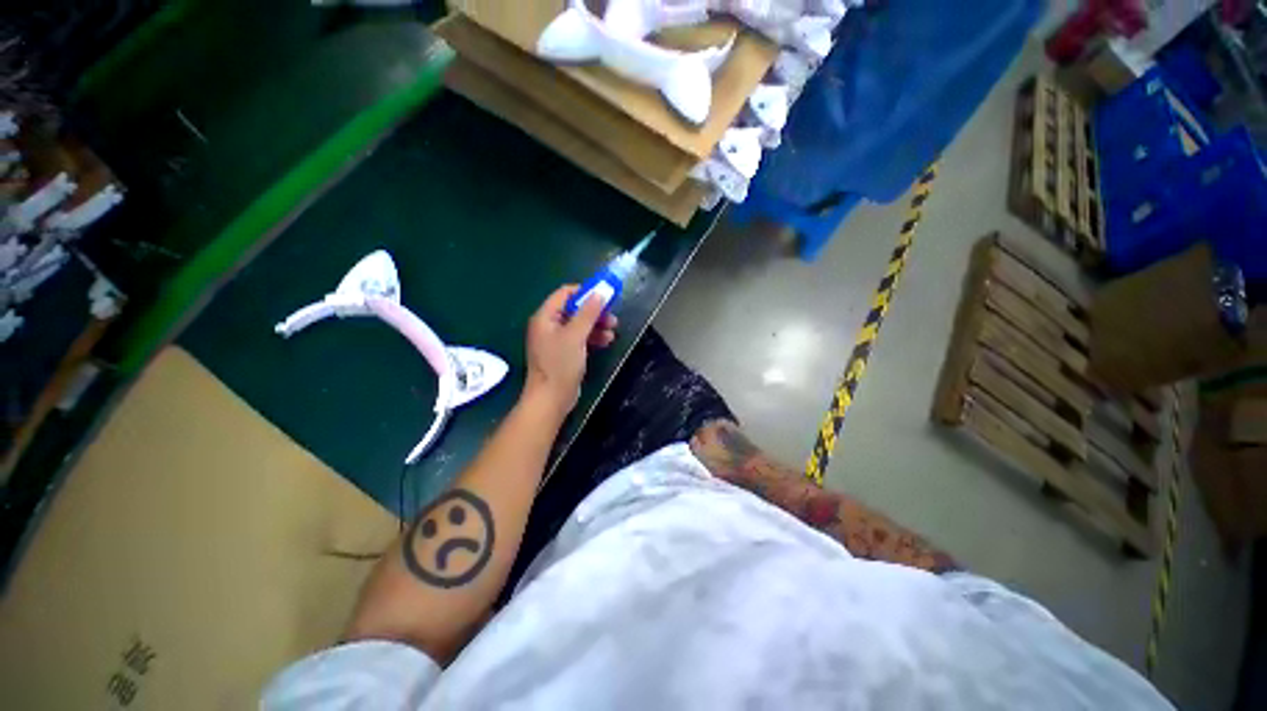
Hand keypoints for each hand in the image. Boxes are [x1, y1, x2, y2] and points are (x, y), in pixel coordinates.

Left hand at [523, 285, 617, 414]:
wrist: (551, 398)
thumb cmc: (560, 364)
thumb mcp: (576, 336)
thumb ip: (588, 313)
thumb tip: (601, 292)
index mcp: (545, 317)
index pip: (565, 293)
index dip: (584, 291)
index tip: (604, 295)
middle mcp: (549, 325)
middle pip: (574, 309)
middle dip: (594, 312)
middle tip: (612, 317)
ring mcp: (556, 340)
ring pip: (579, 325)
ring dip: (596, 325)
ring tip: (613, 331)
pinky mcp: (564, 353)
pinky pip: (580, 338)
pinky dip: (593, 337)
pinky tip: (606, 341)